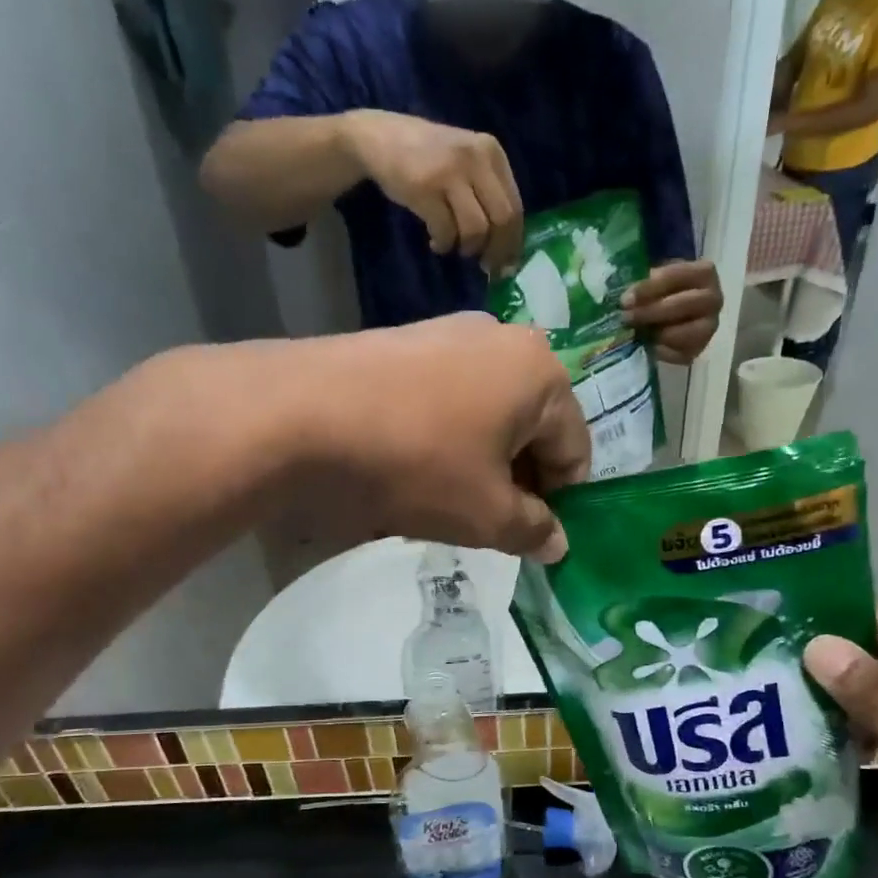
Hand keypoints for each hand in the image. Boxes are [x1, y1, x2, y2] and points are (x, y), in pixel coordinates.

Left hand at [283, 313, 590, 561]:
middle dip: (519, 480)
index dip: (560, 504)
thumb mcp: (485, 514)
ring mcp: (450, 334)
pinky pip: (449, 399)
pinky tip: (412, 465)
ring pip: (489, 414)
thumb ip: (533, 531)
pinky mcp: (406, 341)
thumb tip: (557, 543)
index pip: (575, 452)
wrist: (302, 415)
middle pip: (533, 428)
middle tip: (488, 522)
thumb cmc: (416, 464)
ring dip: (482, 461)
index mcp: (542, 374)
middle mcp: (504, 340)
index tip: (530, 537)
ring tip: (445, 497)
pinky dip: (446, 437)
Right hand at [343, 110, 524, 277]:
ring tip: (454, 246)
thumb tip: (505, 251)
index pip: (516, 206)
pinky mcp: (425, 187)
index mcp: (492, 153)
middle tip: (485, 266)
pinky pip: (446, 231)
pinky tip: (435, 242)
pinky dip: (443, 244)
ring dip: (467, 248)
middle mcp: (476, 157)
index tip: (505, 265)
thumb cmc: (427, 159)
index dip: (513, 243)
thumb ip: (487, 196)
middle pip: (502, 219)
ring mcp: (450, 171)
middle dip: (496, 251)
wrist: (380, 138)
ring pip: (476, 229)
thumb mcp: (466, 165)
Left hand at [621, 260, 724, 364]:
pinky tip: (648, 345)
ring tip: (638, 332)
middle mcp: (713, 299)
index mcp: (704, 273)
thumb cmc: (666, 290)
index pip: (676, 276)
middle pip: (682, 305)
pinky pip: (678, 354)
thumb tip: (627, 296)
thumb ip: (646, 283)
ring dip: (656, 333)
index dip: (648, 288)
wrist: (678, 312)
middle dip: (650, 311)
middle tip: (626, 317)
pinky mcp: (699, 349)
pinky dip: (660, 351)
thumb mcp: (658, 278)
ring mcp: (709, 327)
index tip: (626, 299)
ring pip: (682, 333)